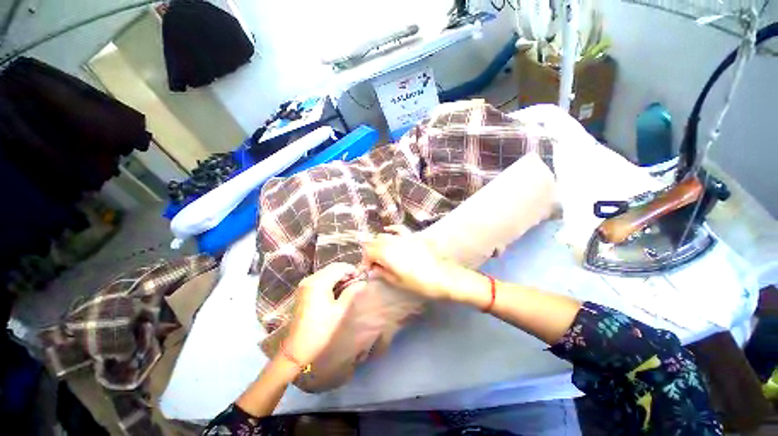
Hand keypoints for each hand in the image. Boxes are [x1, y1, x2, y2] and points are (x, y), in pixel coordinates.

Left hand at [284, 263, 364, 365]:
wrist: (298, 348)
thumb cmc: (321, 329)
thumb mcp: (340, 310)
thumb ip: (351, 292)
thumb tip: (363, 282)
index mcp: (319, 282)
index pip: (339, 267)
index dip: (351, 269)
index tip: (361, 276)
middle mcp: (310, 279)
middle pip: (332, 267)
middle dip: (345, 271)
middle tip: (356, 280)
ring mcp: (305, 284)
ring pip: (326, 272)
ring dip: (338, 275)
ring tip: (349, 284)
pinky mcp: (304, 290)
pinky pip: (320, 278)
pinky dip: (331, 279)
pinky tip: (338, 288)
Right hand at [362, 230, 458, 300]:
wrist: (444, 277)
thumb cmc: (420, 283)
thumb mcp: (398, 281)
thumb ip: (383, 272)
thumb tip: (373, 269)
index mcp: (387, 254)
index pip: (369, 252)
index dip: (365, 261)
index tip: (368, 270)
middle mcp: (393, 242)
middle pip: (374, 242)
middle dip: (371, 252)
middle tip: (374, 264)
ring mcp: (404, 237)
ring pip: (384, 235)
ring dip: (379, 243)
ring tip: (381, 253)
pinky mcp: (414, 236)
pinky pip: (399, 229)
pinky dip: (392, 230)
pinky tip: (389, 229)